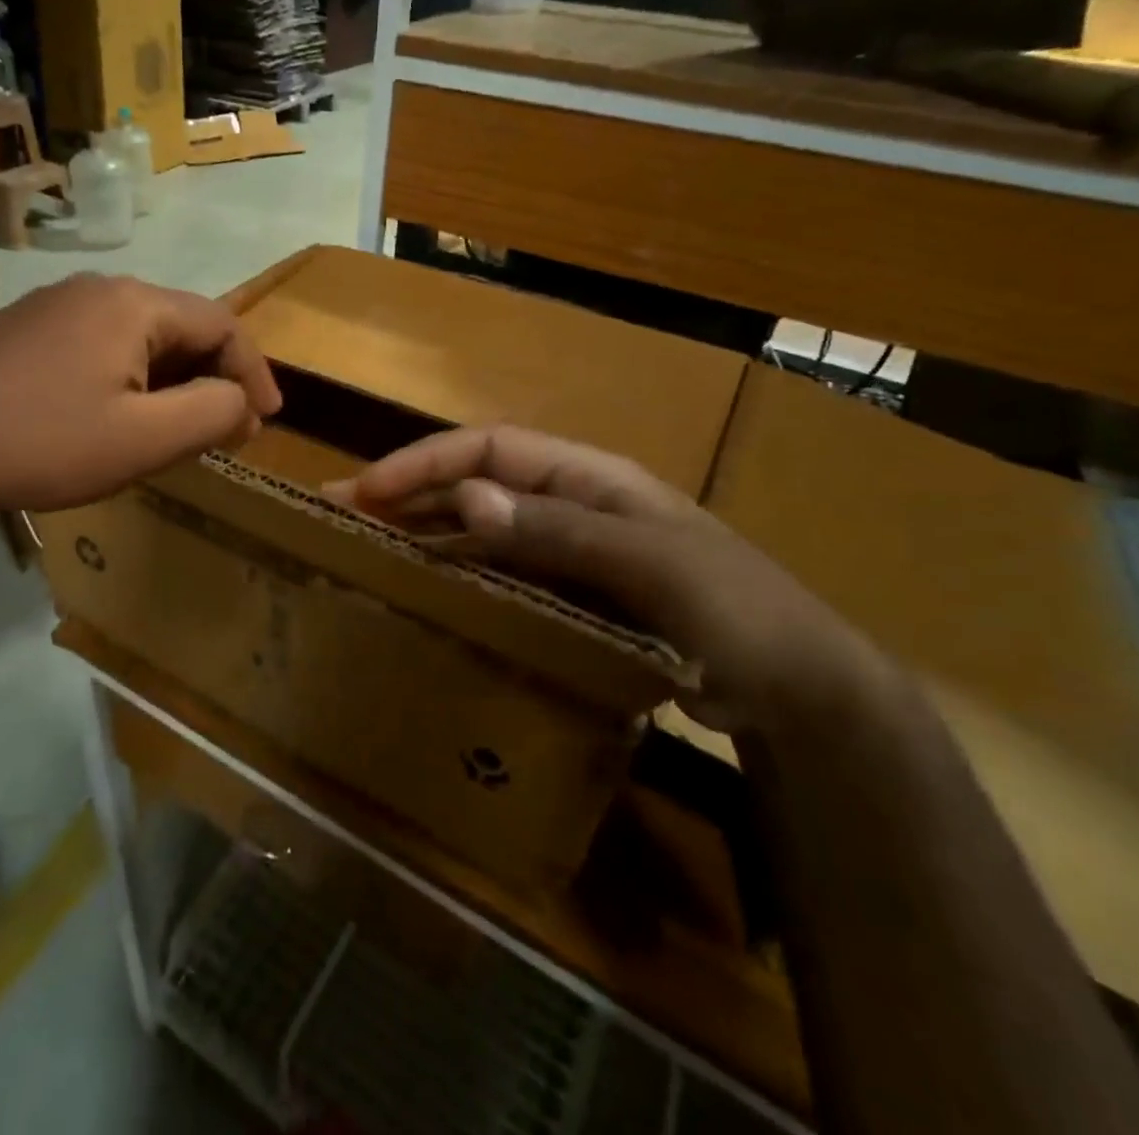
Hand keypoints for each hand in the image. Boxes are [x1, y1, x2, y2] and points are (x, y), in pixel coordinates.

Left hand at [0, 273, 281, 521]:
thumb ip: (212, 413)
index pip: (222, 324)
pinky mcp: (24, 330)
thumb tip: (241, 401)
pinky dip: (132, 378)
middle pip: (182, 325)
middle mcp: (97, 289)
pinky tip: (120, 415)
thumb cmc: (42, 443)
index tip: (268, 418)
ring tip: (181, 426)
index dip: (255, 372)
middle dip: (214, 377)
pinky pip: (102, 346)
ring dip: (174, 379)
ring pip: (141, 337)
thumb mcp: (145, 440)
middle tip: (228, 428)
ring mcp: (54, 306)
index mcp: (134, 304)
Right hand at [325, 425, 885, 731]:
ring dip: (424, 533)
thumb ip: (562, 529)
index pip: (490, 447)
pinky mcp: (570, 597)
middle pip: (474, 484)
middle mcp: (569, 503)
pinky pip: (500, 575)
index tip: (368, 489)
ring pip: (480, 530)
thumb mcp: (653, 564)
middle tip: (340, 513)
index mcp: (589, 477)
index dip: (426, 461)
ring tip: (365, 549)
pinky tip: (425, 594)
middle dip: (407, 492)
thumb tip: (470, 495)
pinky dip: (459, 576)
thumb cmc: (737, 611)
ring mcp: (569, 552)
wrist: (798, 691)